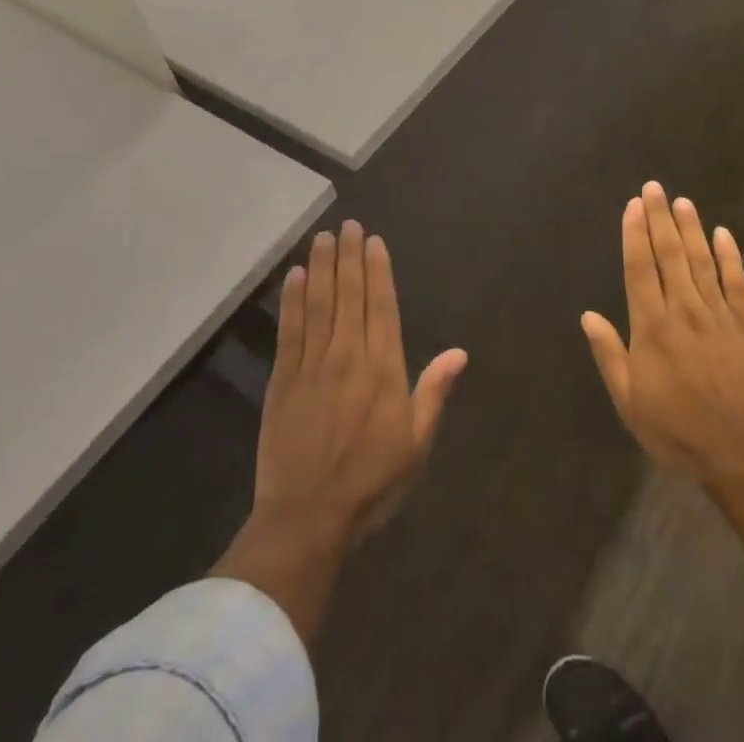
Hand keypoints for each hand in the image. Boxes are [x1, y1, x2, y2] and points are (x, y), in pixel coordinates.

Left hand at [253, 220, 467, 545]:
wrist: (307, 519)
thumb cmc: (371, 483)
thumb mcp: (416, 444)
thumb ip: (434, 392)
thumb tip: (460, 353)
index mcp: (383, 368)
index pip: (381, 306)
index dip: (378, 270)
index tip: (374, 241)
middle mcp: (348, 355)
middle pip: (349, 295)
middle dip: (349, 257)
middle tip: (347, 225)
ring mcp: (312, 365)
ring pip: (319, 303)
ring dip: (321, 267)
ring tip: (323, 237)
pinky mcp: (283, 379)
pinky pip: (290, 330)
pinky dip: (292, 300)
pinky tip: (294, 276)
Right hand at [581, 182, 743, 486]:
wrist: (742, 456)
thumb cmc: (677, 431)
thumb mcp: (630, 402)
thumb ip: (609, 355)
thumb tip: (588, 315)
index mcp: (652, 328)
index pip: (640, 268)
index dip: (635, 234)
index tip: (632, 205)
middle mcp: (684, 311)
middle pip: (670, 255)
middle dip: (660, 218)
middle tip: (654, 188)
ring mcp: (719, 316)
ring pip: (702, 261)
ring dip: (691, 228)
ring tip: (682, 201)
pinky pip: (737, 283)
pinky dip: (730, 256)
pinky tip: (723, 233)